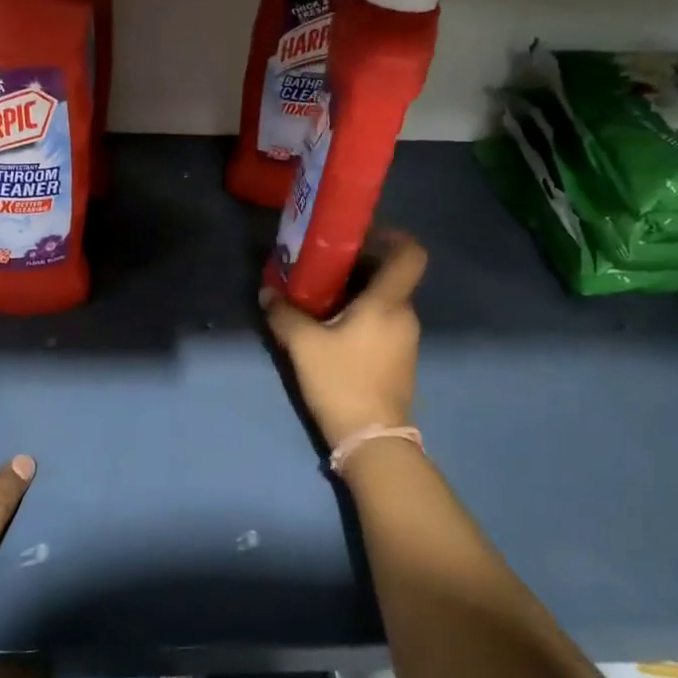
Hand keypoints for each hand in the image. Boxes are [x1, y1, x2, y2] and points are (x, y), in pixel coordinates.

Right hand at [260, 232, 426, 450]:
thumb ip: (284, 314)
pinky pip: (384, 323)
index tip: (361, 235)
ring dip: (358, 293)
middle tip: (324, 266)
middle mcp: (404, 315)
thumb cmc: (342, 382)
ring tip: (321, 298)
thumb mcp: (304, 345)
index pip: (410, 254)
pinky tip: (332, 329)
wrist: (373, 441)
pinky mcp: (400, 361)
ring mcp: (406, 340)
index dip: (392, 236)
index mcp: (388, 303)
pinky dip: (362, 316)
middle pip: (391, 276)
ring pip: (385, 301)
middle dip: (360, 266)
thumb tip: (268, 292)